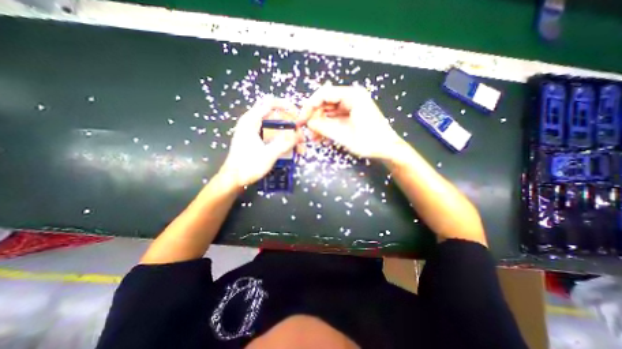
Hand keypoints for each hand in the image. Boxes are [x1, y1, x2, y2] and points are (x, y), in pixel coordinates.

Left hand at [222, 97, 303, 187]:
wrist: (234, 179)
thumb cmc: (248, 166)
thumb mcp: (269, 154)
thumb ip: (285, 143)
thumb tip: (300, 135)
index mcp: (251, 120)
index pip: (270, 103)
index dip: (286, 106)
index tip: (298, 115)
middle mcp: (252, 122)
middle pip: (276, 116)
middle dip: (291, 125)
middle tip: (301, 136)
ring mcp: (254, 131)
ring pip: (276, 127)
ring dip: (289, 135)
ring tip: (299, 148)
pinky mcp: (256, 140)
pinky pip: (273, 135)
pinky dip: (283, 140)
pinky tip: (292, 150)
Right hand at [300, 85, 403, 160]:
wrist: (388, 149)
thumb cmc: (370, 142)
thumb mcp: (344, 136)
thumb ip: (324, 127)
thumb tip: (307, 123)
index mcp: (352, 96)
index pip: (324, 94)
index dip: (309, 106)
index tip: (302, 120)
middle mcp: (351, 97)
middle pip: (325, 102)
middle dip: (314, 117)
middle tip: (307, 131)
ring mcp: (352, 106)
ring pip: (329, 111)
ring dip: (320, 123)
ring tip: (314, 137)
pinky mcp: (351, 114)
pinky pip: (335, 117)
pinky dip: (327, 126)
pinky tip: (322, 136)